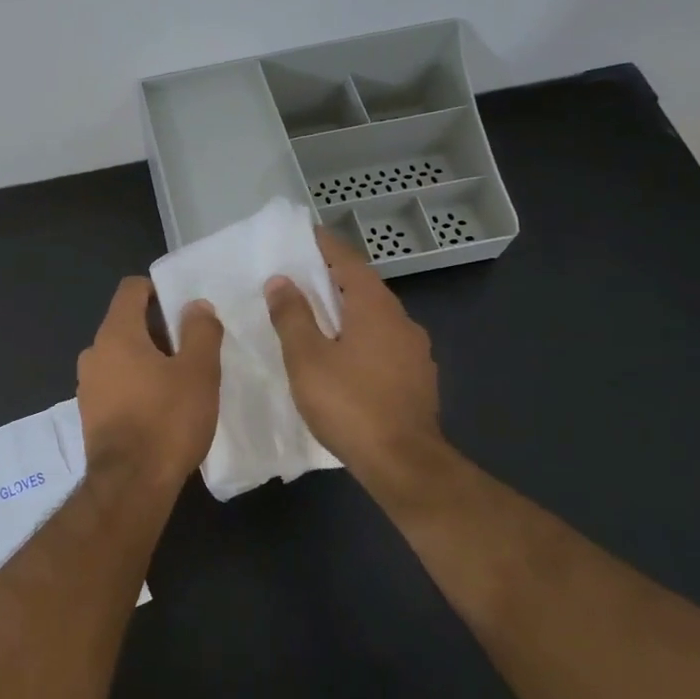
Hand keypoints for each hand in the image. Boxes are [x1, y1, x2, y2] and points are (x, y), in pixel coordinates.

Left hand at [76, 277, 223, 492]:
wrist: (130, 486)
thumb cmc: (167, 420)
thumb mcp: (198, 372)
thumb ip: (200, 331)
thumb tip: (195, 305)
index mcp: (116, 333)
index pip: (131, 289)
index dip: (158, 290)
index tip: (184, 308)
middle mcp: (94, 352)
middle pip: (126, 323)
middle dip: (159, 329)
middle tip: (192, 348)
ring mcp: (87, 385)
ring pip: (121, 356)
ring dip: (148, 359)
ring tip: (181, 380)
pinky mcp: (90, 414)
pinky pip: (115, 383)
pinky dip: (136, 384)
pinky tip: (161, 407)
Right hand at [264, 228, 452, 514]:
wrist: (404, 464)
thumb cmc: (350, 404)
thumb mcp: (307, 358)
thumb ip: (292, 316)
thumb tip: (281, 280)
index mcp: (375, 308)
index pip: (348, 262)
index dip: (325, 246)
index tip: (304, 234)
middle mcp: (402, 321)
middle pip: (364, 288)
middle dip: (333, 280)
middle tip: (301, 278)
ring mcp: (415, 352)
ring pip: (376, 318)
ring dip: (348, 311)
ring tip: (317, 318)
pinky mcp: (418, 379)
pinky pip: (384, 343)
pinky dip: (361, 338)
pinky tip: (344, 357)